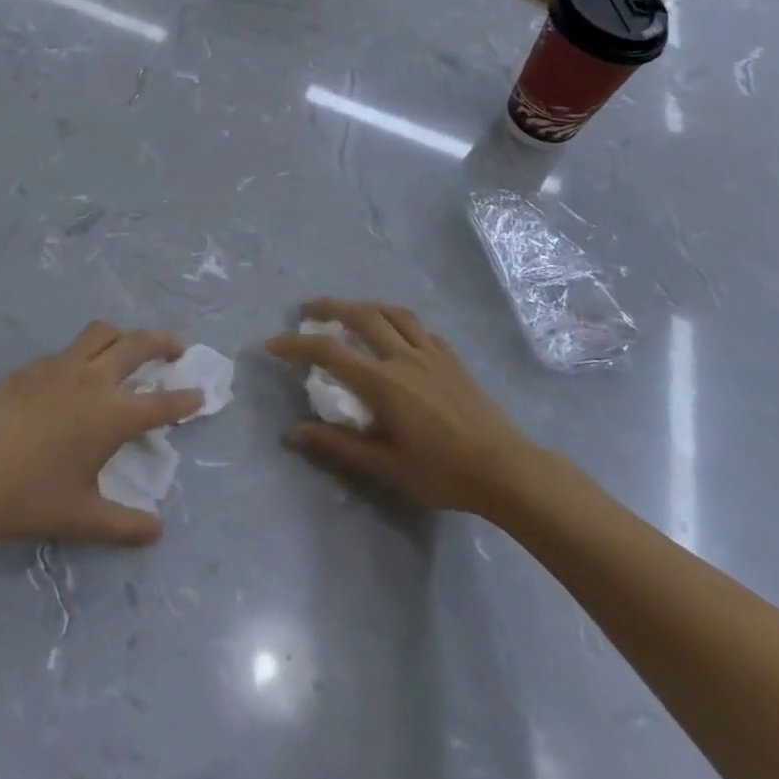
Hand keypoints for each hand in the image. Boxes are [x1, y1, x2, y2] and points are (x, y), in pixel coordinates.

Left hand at [0, 322, 201, 546]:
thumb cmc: (26, 498)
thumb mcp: (80, 518)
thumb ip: (124, 525)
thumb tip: (157, 531)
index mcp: (112, 415)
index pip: (162, 403)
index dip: (185, 399)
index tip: (200, 394)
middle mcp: (94, 380)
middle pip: (139, 344)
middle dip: (164, 342)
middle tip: (176, 349)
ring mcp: (61, 366)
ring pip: (103, 332)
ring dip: (124, 335)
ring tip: (128, 348)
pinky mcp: (32, 366)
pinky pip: (70, 349)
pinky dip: (86, 353)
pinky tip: (76, 375)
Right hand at [266, 298, 534, 514]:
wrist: (504, 468)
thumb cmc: (441, 472)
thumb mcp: (385, 466)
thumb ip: (338, 446)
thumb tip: (293, 432)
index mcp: (383, 382)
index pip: (330, 352)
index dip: (297, 344)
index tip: (273, 343)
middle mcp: (403, 356)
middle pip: (361, 316)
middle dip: (329, 307)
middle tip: (308, 309)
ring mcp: (431, 353)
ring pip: (392, 313)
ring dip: (364, 305)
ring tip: (350, 310)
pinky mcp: (451, 358)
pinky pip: (419, 327)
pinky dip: (397, 320)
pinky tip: (397, 332)